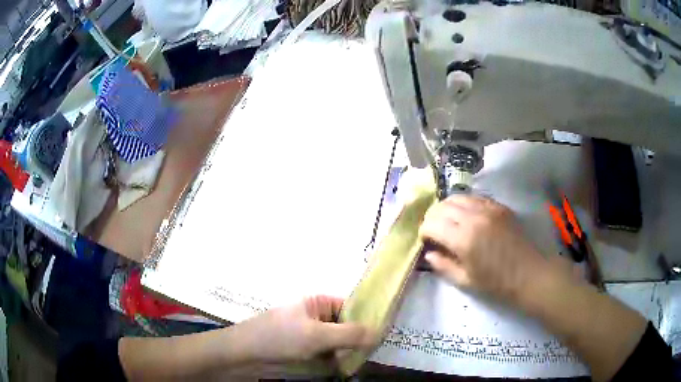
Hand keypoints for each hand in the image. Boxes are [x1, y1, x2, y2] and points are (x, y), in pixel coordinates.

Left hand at [239, 296, 375, 362]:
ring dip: (347, 351)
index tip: (382, 336)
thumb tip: (380, 332)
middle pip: (345, 325)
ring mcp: (309, 333)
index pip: (350, 306)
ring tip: (360, 362)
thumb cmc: (281, 336)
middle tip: (372, 353)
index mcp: (318, 302)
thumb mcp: (318, 335)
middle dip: (358, 339)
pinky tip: (345, 367)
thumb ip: (350, 334)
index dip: (366, 319)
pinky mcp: (304, 348)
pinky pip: (327, 351)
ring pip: (337, 341)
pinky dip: (336, 359)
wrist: (245, 352)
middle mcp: (315, 315)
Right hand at [419, 195, 548, 302]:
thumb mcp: (465, 281)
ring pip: (457, 197)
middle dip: (433, 218)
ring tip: (448, 221)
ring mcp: (488, 208)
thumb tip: (428, 253)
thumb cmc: (496, 283)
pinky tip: (466, 216)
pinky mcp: (499, 206)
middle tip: (434, 231)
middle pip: (442, 207)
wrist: (528, 273)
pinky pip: (474, 198)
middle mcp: (474, 218)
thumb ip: (443, 266)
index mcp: (464, 239)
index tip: (426, 241)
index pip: (432, 224)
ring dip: (447, 208)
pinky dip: (464, 204)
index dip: (424, 231)